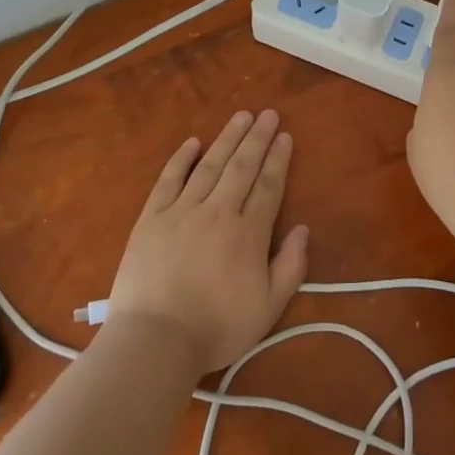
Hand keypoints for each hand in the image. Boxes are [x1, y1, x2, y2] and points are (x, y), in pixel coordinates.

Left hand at [105, 109, 309, 376]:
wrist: (155, 340)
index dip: (278, 160)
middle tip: (268, 114)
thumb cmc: (216, 328)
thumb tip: (303, 229)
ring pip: (210, 166)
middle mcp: (217, 212)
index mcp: (248, 233)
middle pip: (242, 167)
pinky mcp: (151, 219)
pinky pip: (169, 180)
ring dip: (227, 139)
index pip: (268, 186)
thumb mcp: (268, 308)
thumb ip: (290, 266)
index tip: (285, 136)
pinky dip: (182, 159)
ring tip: (241, 116)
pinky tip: (193, 142)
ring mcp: (181, 212)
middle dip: (257, 138)